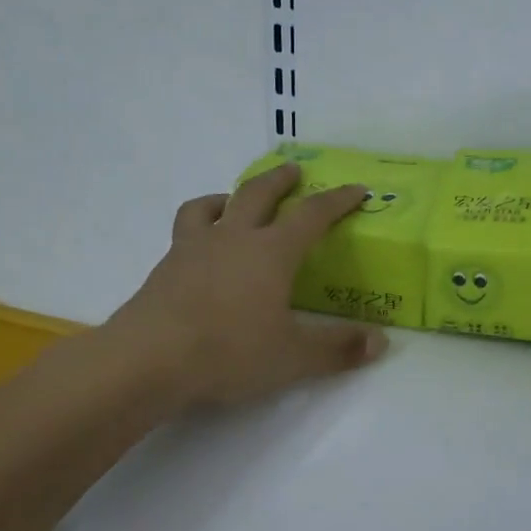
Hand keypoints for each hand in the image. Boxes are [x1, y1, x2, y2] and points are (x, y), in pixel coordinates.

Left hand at [105, 161, 387, 407]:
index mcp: (271, 252)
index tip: (356, 189)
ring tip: (234, 201)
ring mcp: (193, 249)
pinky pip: (184, 232)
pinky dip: (198, 226)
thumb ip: (338, 348)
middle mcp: (233, 238)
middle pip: (257, 194)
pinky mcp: (165, 267)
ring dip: (229, 197)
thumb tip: (381, 342)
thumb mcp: (293, 357)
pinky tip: (199, 246)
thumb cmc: (229, 351)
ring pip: (211, 206)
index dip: (337, 200)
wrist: (149, 359)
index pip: (312, 215)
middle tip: (293, 171)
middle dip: (279, 180)